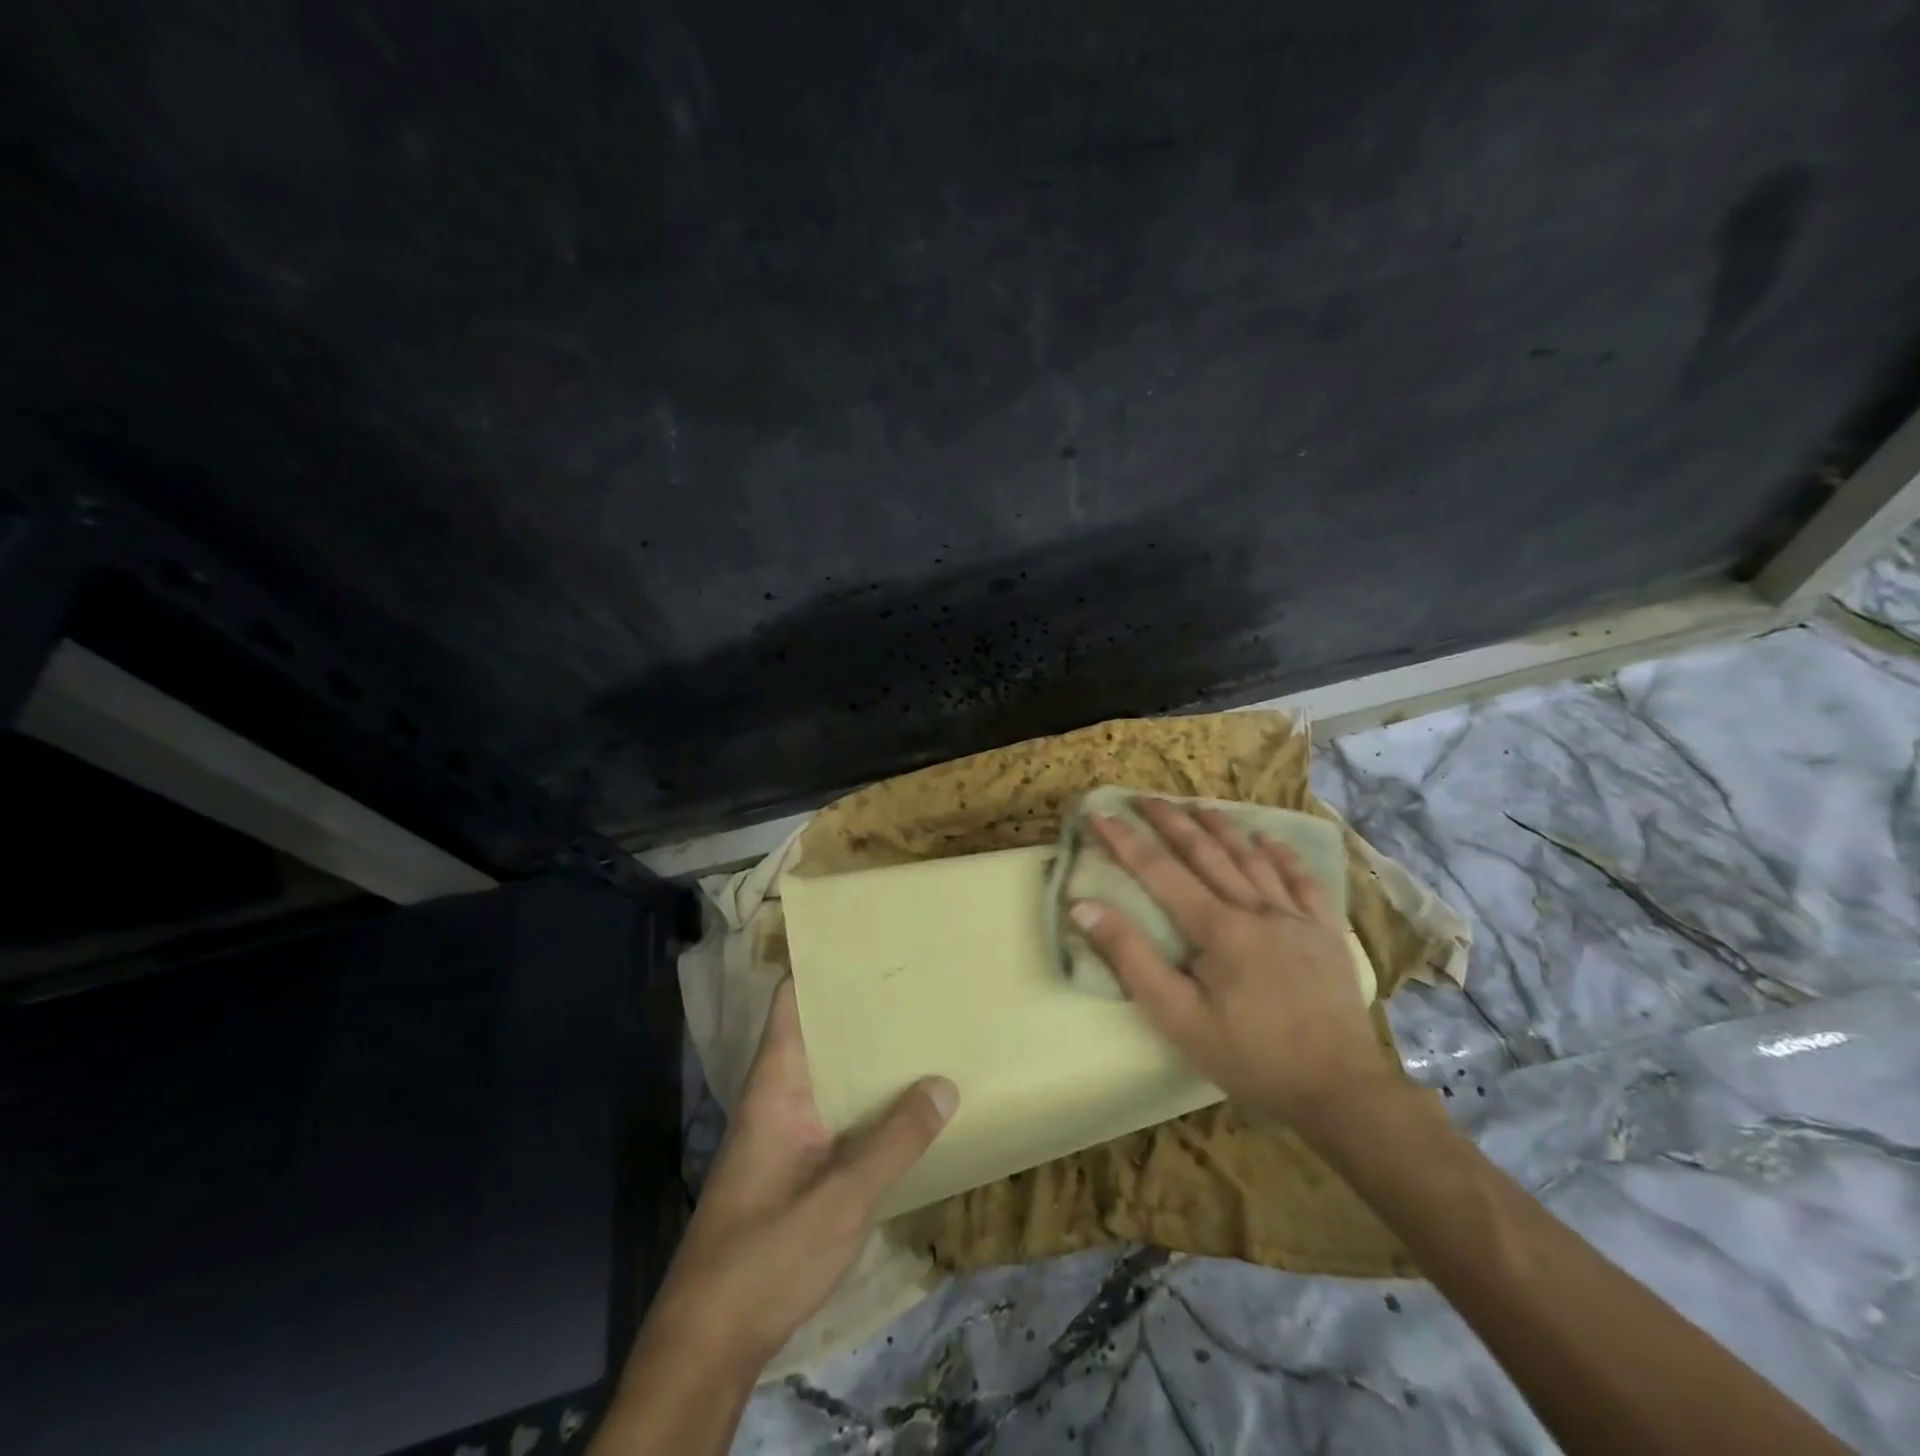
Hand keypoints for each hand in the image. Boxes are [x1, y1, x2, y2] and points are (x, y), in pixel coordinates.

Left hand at [641, 979, 957, 1371]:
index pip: (790, 1003)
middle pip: (817, 1034)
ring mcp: (783, 1135)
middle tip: (917, 985)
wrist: (707, 1347)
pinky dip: (865, 1099)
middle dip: (861, 1011)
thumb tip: (944, 1081)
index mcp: (775, 1087)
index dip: (822, 968)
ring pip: (829, 1076)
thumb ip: (894, 1142)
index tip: (869, 944)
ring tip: (921, 1030)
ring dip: (866, 1058)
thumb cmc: (765, 1258)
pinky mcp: (793, 1168)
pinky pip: (834, 1114)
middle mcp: (777, 1099)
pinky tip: (903, 1104)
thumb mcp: (841, 1200)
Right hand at [1067, 799, 1389, 1128]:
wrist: (1339, 1090)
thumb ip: (1131, 959)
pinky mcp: (1327, 933)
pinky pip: (1304, 882)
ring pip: (1253, 858)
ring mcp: (1297, 918)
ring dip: (1223, 828)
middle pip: (1207, 853)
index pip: (1160, 871)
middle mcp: (1256, 909)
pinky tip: (1270, 840)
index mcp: (1218, 928)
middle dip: (1172, 822)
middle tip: (1145, 798)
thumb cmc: (1250, 1058)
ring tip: (1198, 805)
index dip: (1126, 841)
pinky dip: (1284, 856)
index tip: (1100, 814)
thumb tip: (1084, 908)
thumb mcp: (1177, 1017)